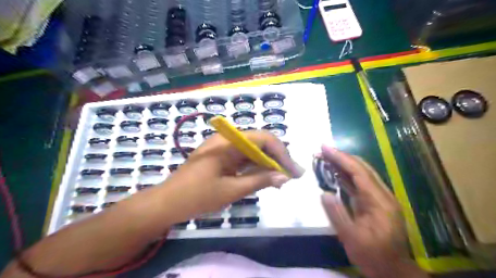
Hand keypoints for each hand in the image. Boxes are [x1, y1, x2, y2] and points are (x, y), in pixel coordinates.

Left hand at [161, 130, 303, 223]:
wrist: (167, 203)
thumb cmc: (197, 196)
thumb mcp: (232, 190)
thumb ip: (259, 181)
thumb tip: (284, 177)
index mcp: (228, 142)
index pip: (264, 139)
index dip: (282, 153)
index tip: (294, 171)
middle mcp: (227, 139)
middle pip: (260, 143)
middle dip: (277, 158)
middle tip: (292, 175)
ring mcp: (223, 147)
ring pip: (253, 150)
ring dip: (267, 163)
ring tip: (282, 179)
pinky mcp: (221, 156)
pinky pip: (243, 157)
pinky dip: (255, 167)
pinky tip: (264, 177)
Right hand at [320, 145, 428, 277]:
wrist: (392, 271)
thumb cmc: (372, 256)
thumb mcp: (351, 238)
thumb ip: (337, 214)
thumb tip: (324, 193)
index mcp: (379, 201)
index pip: (359, 172)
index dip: (341, 158)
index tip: (324, 148)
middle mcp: (383, 195)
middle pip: (362, 168)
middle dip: (341, 157)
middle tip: (322, 150)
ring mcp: (380, 198)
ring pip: (361, 174)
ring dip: (343, 164)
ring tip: (326, 157)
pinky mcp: (376, 202)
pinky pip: (360, 183)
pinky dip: (346, 175)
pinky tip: (335, 172)